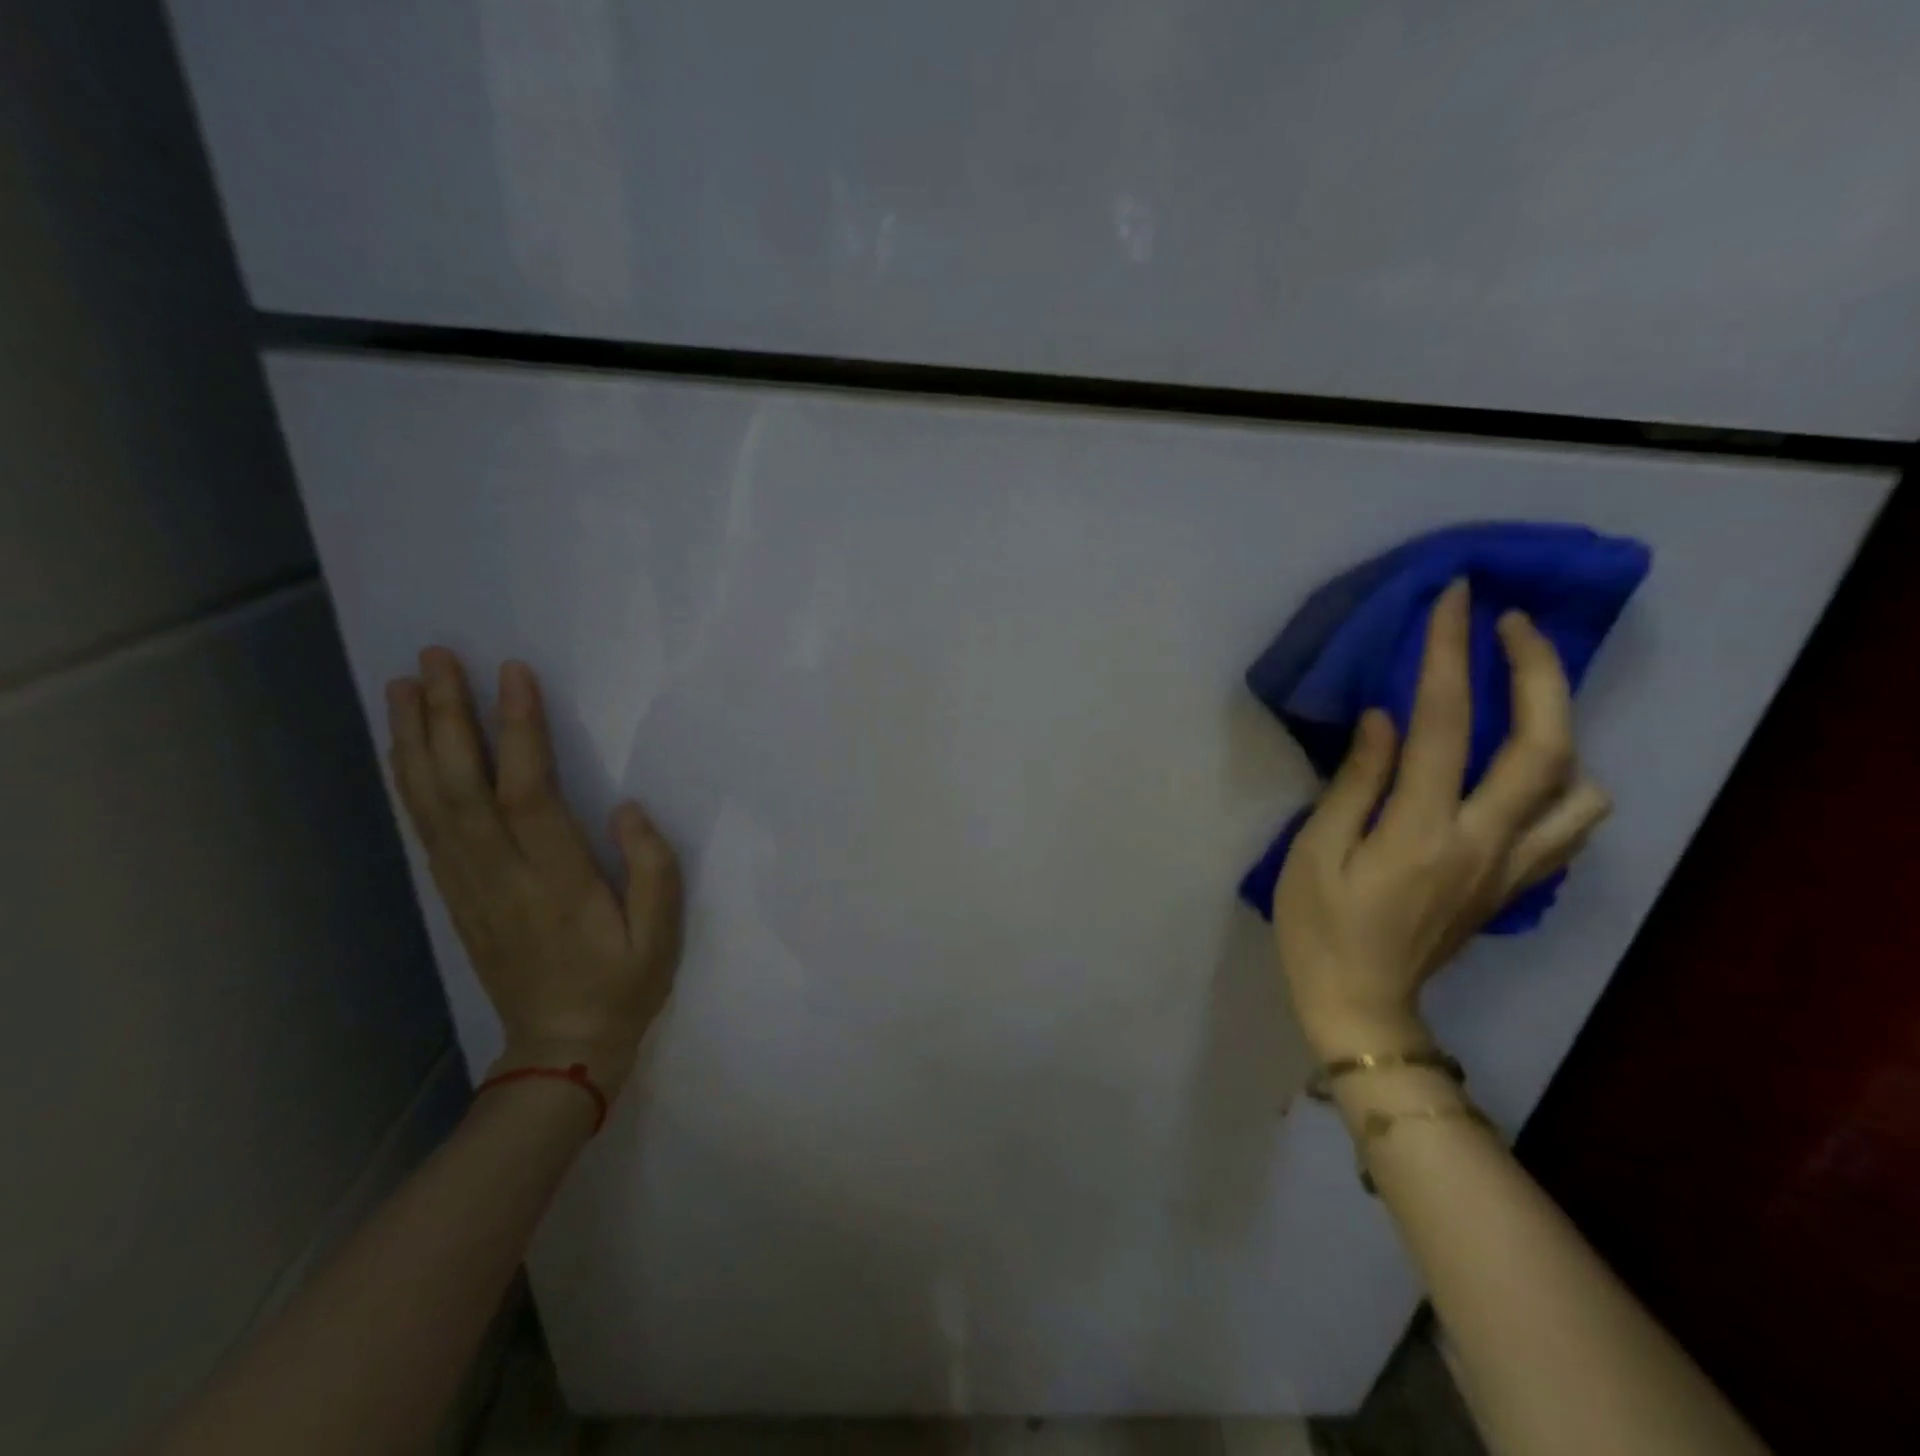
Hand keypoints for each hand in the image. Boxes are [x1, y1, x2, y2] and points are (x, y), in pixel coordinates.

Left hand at [385, 648, 682, 1100]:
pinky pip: (426, 830)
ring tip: (405, 685)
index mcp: (557, 882)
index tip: (514, 674)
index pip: (528, 793)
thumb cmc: (623, 985)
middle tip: (436, 658)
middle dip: (447, 718)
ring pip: (431, 803)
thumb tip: (628, 808)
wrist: (562, 1049)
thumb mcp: (663, 936)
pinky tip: (406, 749)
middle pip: (461, 787)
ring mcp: (470, 887)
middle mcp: (501, 876)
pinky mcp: (458, 896)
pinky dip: (410, 782)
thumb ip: (654, 869)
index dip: (518, 731)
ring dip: (416, 740)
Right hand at [1272, 580, 1611, 1059]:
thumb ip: (1355, 783)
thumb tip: (1383, 719)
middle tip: (1514, 624)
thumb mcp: (1313, 853)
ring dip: (1562, 726)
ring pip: (1579, 785)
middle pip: (1544, 744)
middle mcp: (1484, 841)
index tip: (1455, 599)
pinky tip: (1527, 771)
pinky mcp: (1515, 884)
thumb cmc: (1319, 927)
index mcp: (1421, 831)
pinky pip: (1570, 827)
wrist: (1362, 1005)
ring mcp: (1511, 867)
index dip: (1449, 653)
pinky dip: (1565, 784)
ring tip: (1522, 698)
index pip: (1444, 723)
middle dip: (1538, 670)